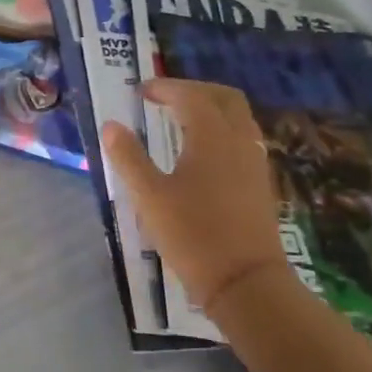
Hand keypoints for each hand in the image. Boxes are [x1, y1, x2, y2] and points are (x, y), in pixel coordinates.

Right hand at [101, 79, 289, 314]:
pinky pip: (243, 137)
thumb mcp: (148, 196)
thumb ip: (128, 157)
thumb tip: (111, 125)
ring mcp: (255, 161)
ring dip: (210, 108)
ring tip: (180, 119)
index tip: (140, 92)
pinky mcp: (260, 182)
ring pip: (238, 117)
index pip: (190, 96)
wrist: (247, 283)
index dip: (164, 88)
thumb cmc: (193, 235)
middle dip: (193, 90)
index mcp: (211, 137)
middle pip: (224, 97)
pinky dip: (221, 128)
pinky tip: (201, 149)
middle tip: (164, 97)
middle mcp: (239, 141)